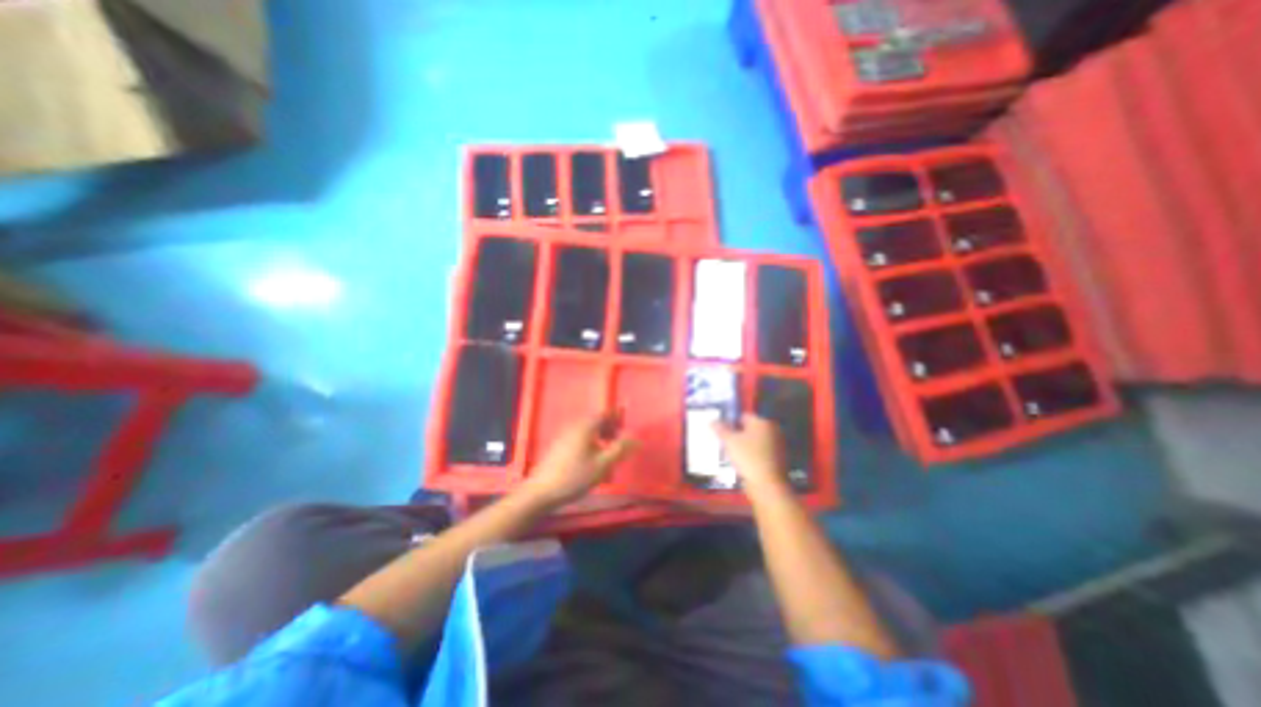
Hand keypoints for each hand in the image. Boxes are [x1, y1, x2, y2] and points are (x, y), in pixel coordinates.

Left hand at [516, 415, 634, 508]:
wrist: (540, 492)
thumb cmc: (574, 476)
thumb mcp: (602, 465)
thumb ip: (620, 449)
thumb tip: (635, 438)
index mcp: (585, 427)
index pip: (605, 413)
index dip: (617, 416)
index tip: (627, 423)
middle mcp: (574, 427)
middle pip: (596, 421)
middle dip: (610, 428)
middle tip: (620, 440)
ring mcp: (564, 436)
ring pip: (588, 431)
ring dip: (601, 438)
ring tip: (608, 454)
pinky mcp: (558, 447)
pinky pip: (579, 439)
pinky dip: (590, 444)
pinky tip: (592, 461)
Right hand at [708, 413, 783, 496]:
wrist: (768, 485)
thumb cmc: (748, 457)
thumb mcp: (730, 441)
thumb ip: (721, 429)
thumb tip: (713, 421)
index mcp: (762, 422)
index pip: (743, 416)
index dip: (730, 423)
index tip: (721, 432)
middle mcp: (772, 430)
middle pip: (750, 429)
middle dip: (737, 434)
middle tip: (724, 443)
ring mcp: (777, 446)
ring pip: (755, 442)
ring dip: (744, 446)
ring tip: (731, 455)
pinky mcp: (778, 460)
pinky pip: (760, 453)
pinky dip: (752, 456)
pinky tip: (742, 463)